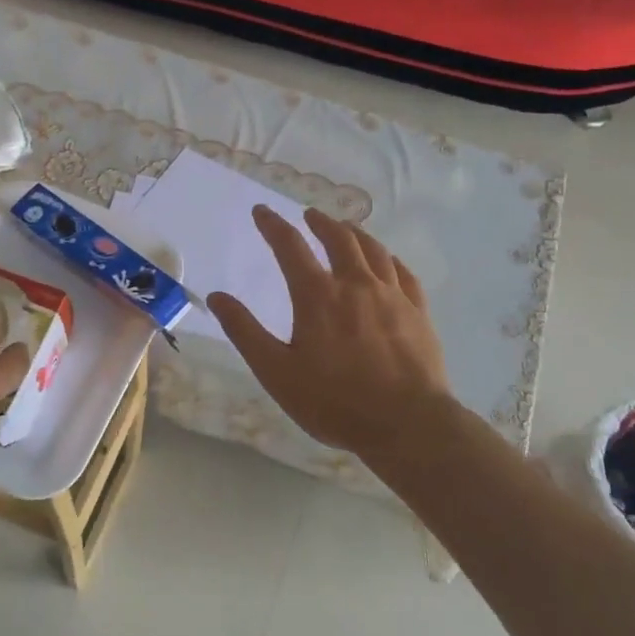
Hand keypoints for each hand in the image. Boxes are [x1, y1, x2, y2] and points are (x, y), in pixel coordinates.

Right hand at [207, 207, 455, 462]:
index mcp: (318, 296)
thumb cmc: (335, 401)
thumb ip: (245, 332)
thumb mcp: (277, 372)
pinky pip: (403, 273)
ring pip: (373, 250)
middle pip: (338, 239)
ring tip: (346, 228)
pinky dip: (389, 258)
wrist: (408, 424)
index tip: (261, 211)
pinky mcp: (418, 312)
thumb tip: (217, 296)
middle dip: (320, 222)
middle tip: (309, 215)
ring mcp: (392, 296)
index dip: (273, 225)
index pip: (290, 246)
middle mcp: (355, 285)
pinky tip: (387, 261)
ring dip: (355, 234)